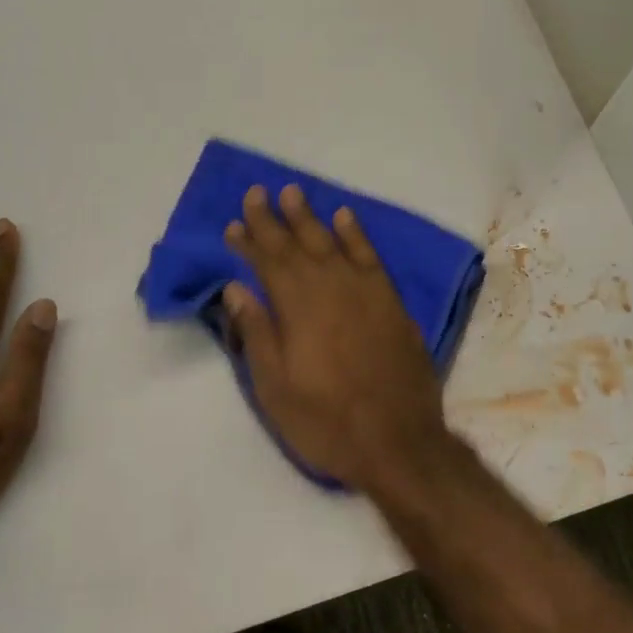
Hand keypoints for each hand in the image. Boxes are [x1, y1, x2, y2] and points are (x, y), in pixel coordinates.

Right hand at [222, 184, 452, 490]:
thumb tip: (235, 288)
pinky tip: (346, 217)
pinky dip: (357, 235)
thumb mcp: (275, 388)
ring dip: (311, 218)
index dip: (249, 242)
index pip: (267, 264)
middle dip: (274, 219)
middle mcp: (329, 289)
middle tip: (258, 192)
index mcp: (296, 309)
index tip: (234, 224)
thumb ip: (256, 333)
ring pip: (332, 243)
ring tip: (294, 193)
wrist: (398, 441)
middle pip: (297, 245)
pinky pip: (371, 257)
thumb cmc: (326, 421)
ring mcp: (365, 293)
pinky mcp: (391, 302)